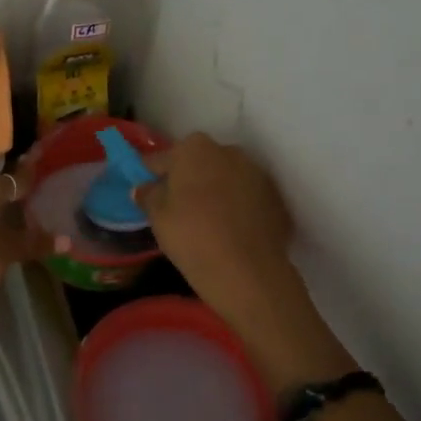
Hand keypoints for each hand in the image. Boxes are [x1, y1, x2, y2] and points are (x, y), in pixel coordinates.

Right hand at [133, 133, 301, 340]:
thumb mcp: (157, 217)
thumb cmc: (192, 236)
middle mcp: (228, 151)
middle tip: (177, 208)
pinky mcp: (276, 197)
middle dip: (188, 179)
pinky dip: (238, 207)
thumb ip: (148, 195)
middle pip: (199, 163)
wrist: (248, 272)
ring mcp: (257, 173)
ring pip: (226, 178)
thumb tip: (145, 188)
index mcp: (194, 148)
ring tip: (207, 222)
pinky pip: (247, 197)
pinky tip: (230, 232)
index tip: (147, 192)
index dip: (152, 175)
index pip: (163, 158)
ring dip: (215, 191)